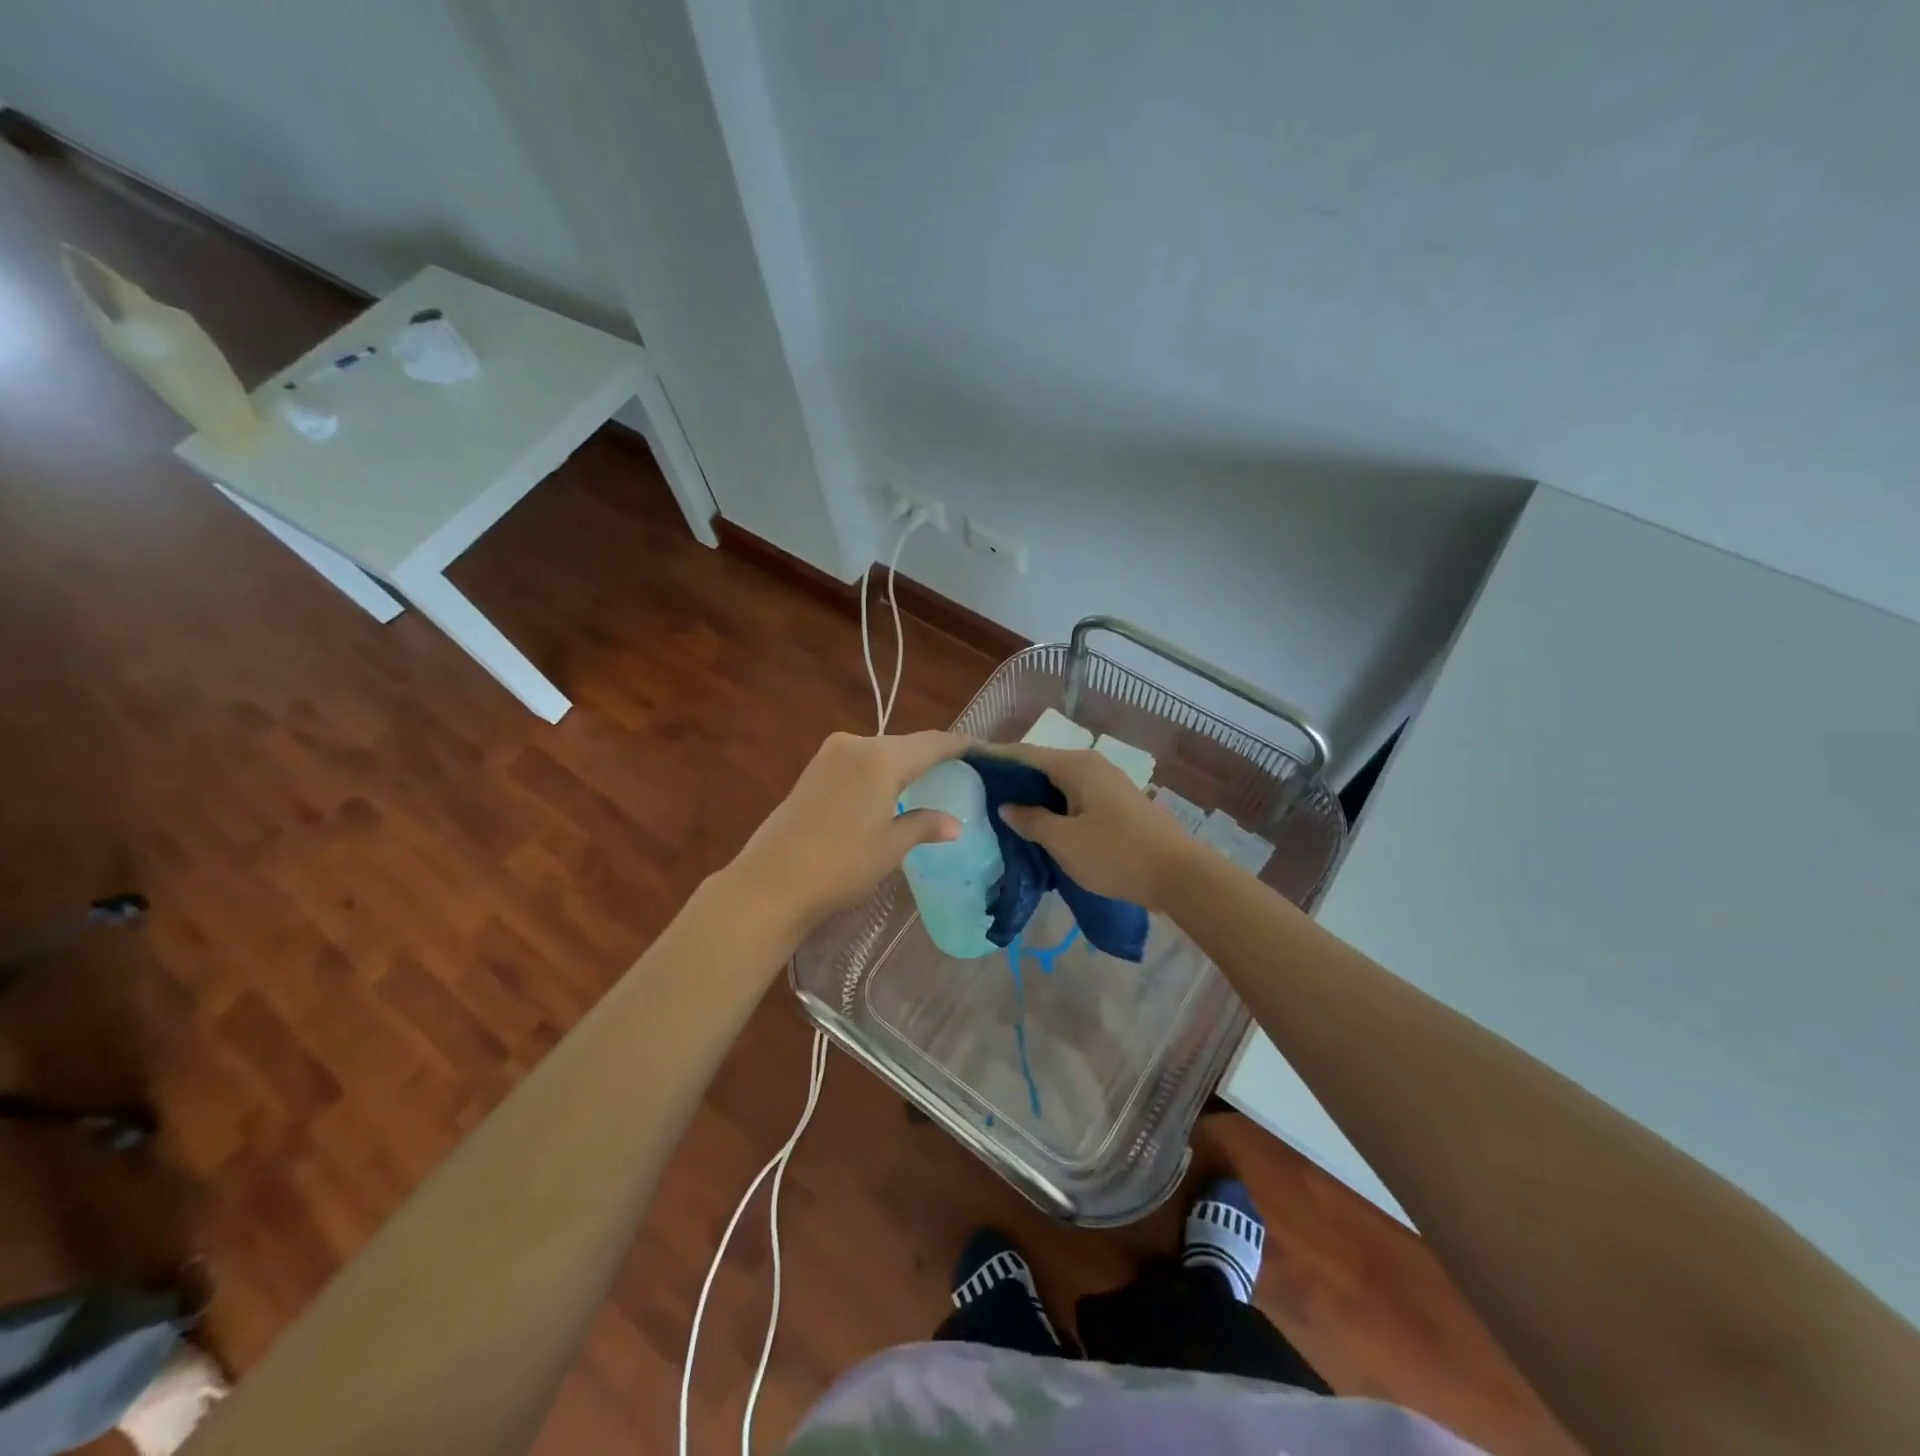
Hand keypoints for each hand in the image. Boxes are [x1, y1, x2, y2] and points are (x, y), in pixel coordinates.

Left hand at [731, 730, 969, 933]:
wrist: (770, 882)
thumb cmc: (840, 864)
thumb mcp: (890, 847)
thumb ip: (923, 825)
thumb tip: (954, 823)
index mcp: (881, 757)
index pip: (932, 743)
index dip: (959, 745)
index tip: (982, 750)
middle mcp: (856, 745)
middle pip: (904, 744)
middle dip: (930, 756)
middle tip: (956, 772)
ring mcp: (829, 755)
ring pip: (878, 753)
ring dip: (902, 765)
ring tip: (926, 783)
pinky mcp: (812, 771)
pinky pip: (858, 763)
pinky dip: (878, 773)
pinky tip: (887, 792)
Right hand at [985, 743, 1202, 912]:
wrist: (1179, 875)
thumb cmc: (1116, 854)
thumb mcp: (1064, 842)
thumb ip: (1031, 821)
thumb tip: (1007, 806)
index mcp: (1075, 766)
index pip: (1024, 754)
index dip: (995, 759)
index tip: (968, 766)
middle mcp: (1091, 765)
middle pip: (1042, 765)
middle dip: (1012, 779)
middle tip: (980, 795)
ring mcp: (1107, 783)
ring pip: (1059, 783)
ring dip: (1033, 795)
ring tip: (1004, 812)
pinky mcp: (1117, 803)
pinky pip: (1075, 796)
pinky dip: (1054, 806)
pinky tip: (1040, 825)